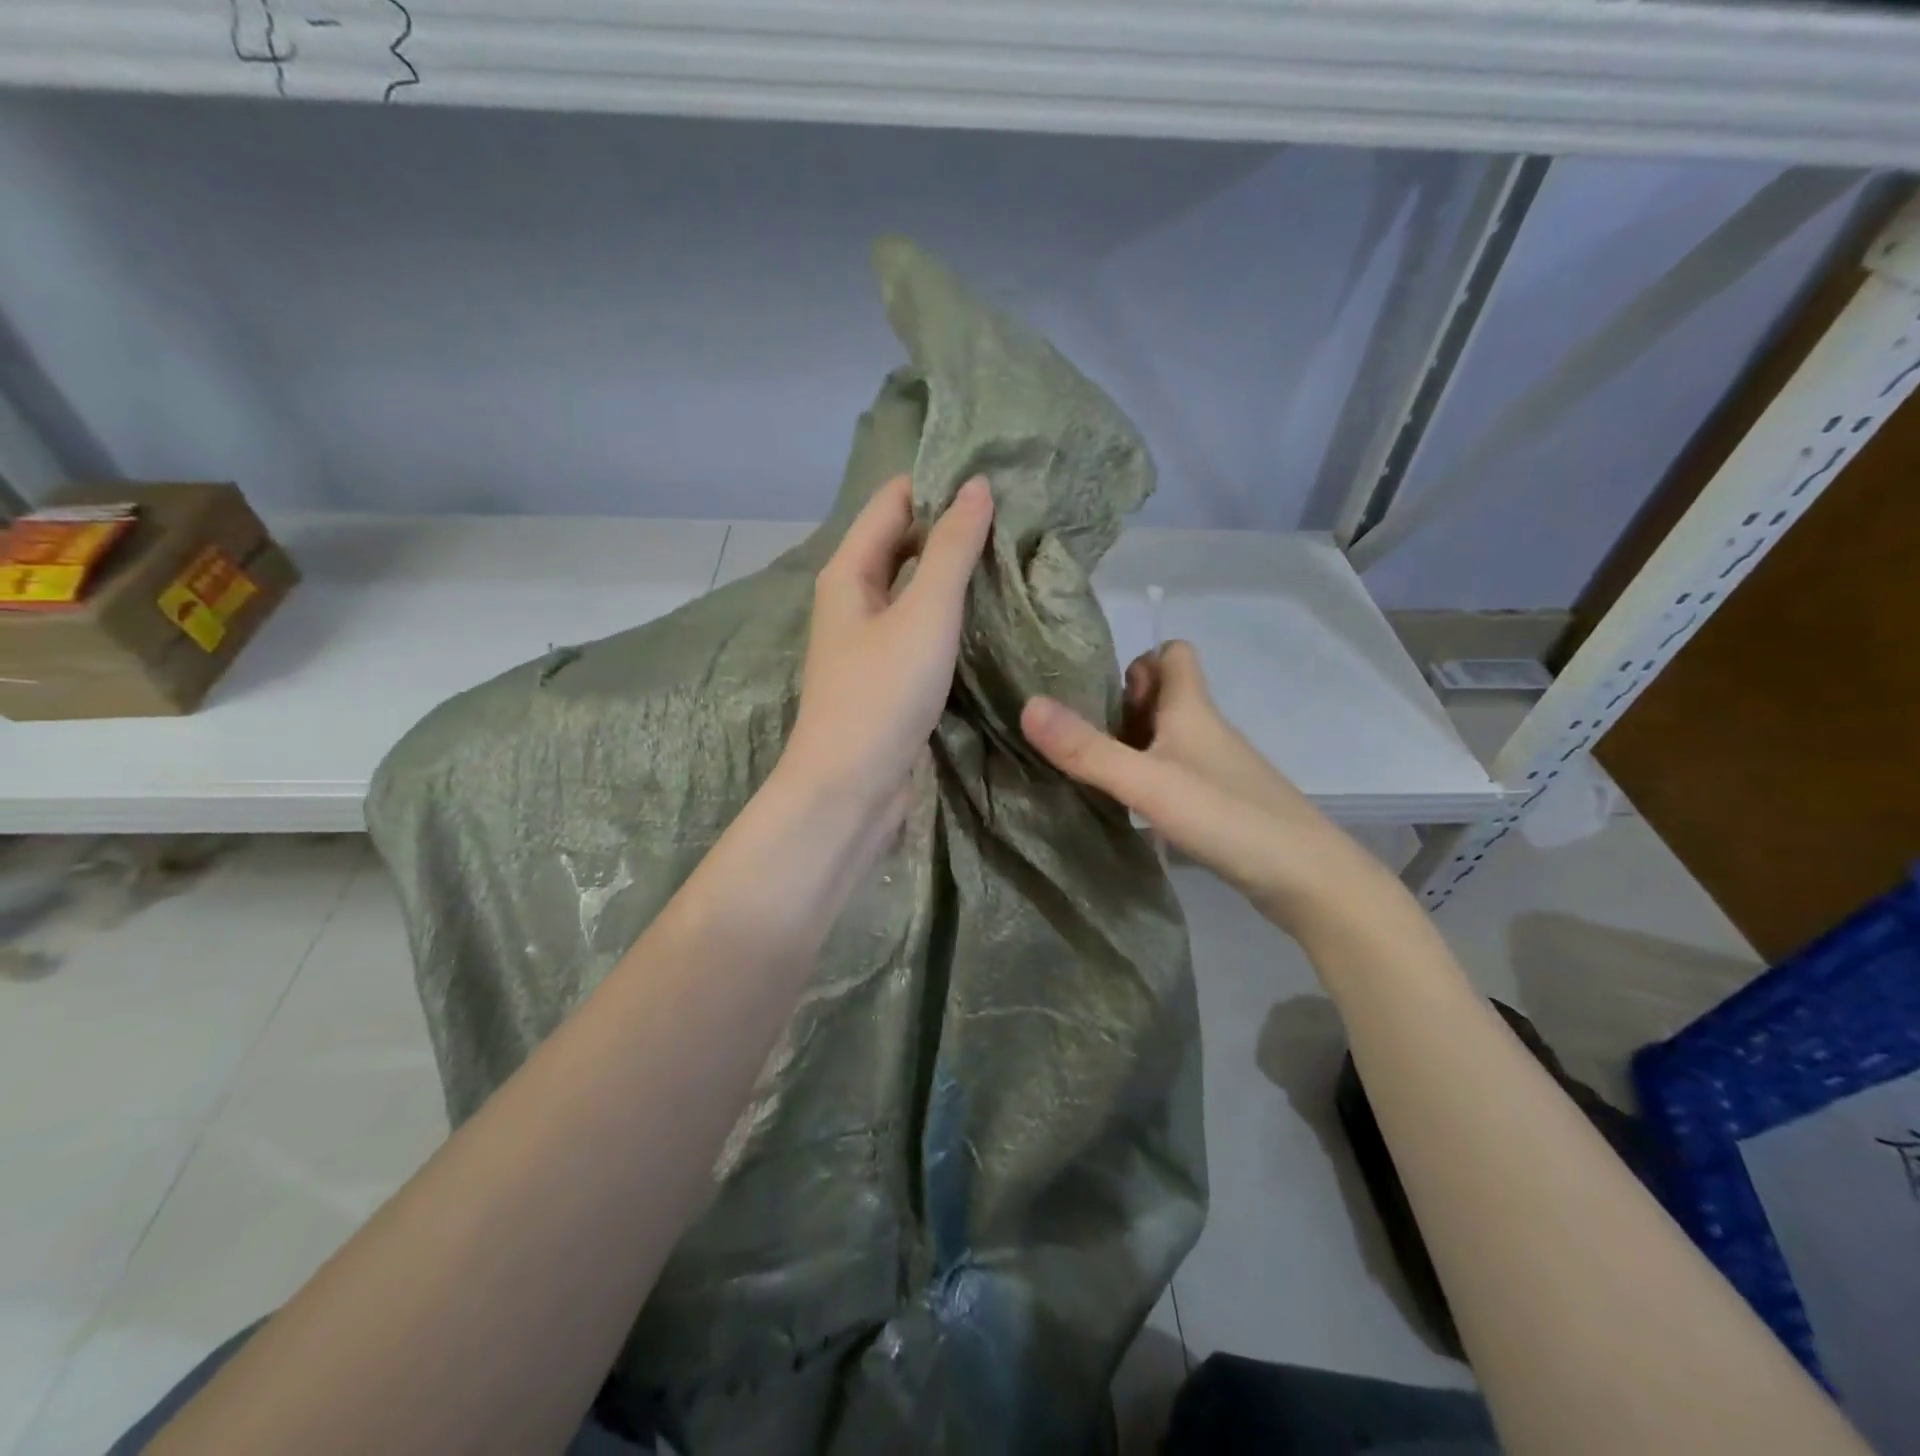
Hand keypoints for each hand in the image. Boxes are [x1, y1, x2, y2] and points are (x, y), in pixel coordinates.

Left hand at [781, 473, 993, 824]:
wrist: (851, 788)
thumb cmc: (883, 694)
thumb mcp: (924, 614)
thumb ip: (951, 549)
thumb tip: (977, 486)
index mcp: (849, 571)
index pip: (893, 500)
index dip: (939, 483)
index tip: (996, 476)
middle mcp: (854, 597)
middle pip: (903, 541)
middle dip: (951, 525)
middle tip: (1016, 516)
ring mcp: (869, 638)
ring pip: (914, 586)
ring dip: (954, 570)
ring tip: (1012, 555)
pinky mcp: (887, 673)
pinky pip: (921, 624)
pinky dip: (951, 612)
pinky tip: (989, 611)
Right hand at [1020, 641, 1392, 939]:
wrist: (1305, 878)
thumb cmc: (1226, 816)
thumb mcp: (1147, 782)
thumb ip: (1088, 749)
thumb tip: (1028, 705)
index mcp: (1192, 709)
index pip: (1173, 653)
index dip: (1138, 659)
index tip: (1096, 686)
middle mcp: (1204, 730)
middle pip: (1163, 695)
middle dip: (1122, 704)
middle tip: (1077, 730)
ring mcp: (1214, 768)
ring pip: (1167, 736)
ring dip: (1130, 742)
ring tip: (1087, 765)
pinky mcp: (1219, 802)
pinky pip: (1173, 772)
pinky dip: (1146, 777)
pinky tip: (1124, 803)